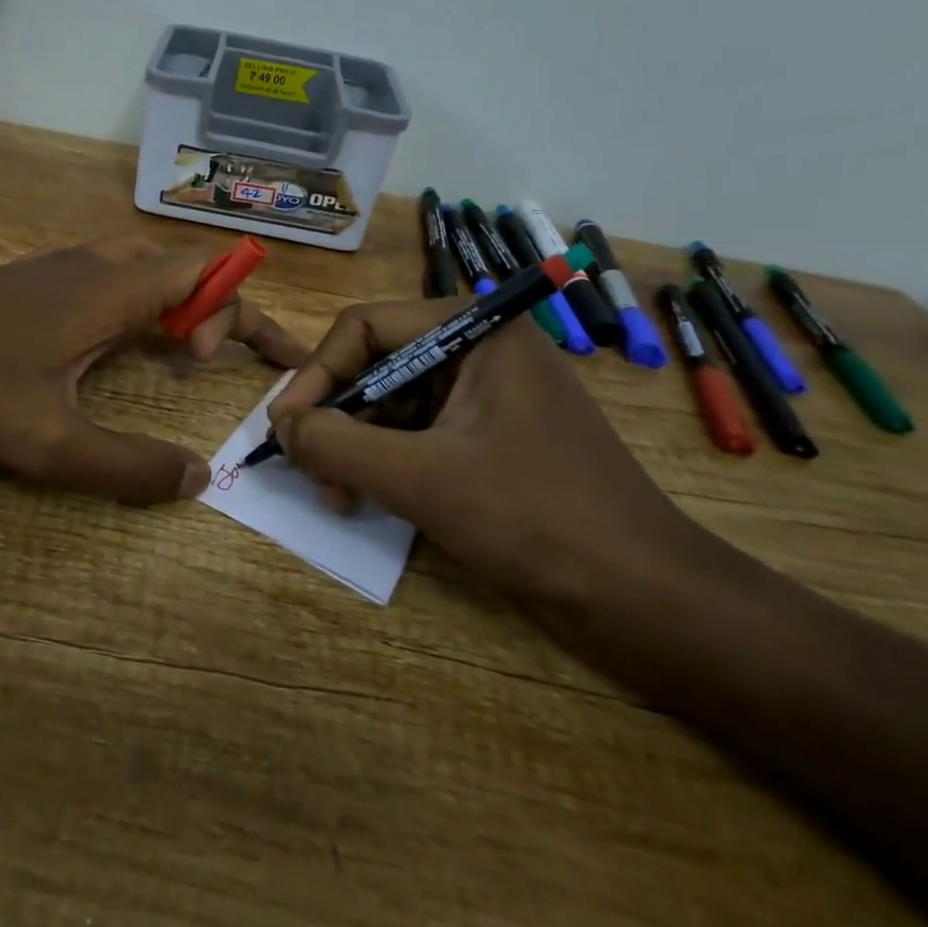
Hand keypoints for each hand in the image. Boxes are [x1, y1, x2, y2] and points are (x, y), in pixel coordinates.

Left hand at [0, 236, 308, 503]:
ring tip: (177, 351)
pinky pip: (110, 273)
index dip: (244, 310)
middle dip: (216, 306)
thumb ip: (126, 468)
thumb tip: (197, 481)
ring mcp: (58, 266)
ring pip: (144, 264)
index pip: (206, 275)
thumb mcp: (48, 446)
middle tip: (210, 362)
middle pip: (181, 265)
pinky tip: (115, 343)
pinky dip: (139, 299)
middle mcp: (92, 264)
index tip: (250, 363)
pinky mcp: (32, 278)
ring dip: (175, 300)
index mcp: (110, 291)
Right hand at [267, 303, 703, 602]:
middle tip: (309, 469)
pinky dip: (386, 462)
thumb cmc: (535, 518)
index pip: (366, 326)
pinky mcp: (491, 437)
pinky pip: (418, 433)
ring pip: (393, 402)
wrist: (648, 600)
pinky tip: (369, 499)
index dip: (316, 374)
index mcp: (474, 329)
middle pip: (376, 363)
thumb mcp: (420, 478)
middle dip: (337, 417)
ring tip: (339, 496)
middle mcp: (479, 348)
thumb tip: (279, 426)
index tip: (284, 428)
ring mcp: (488, 394)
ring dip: (357, 445)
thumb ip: (336, 443)